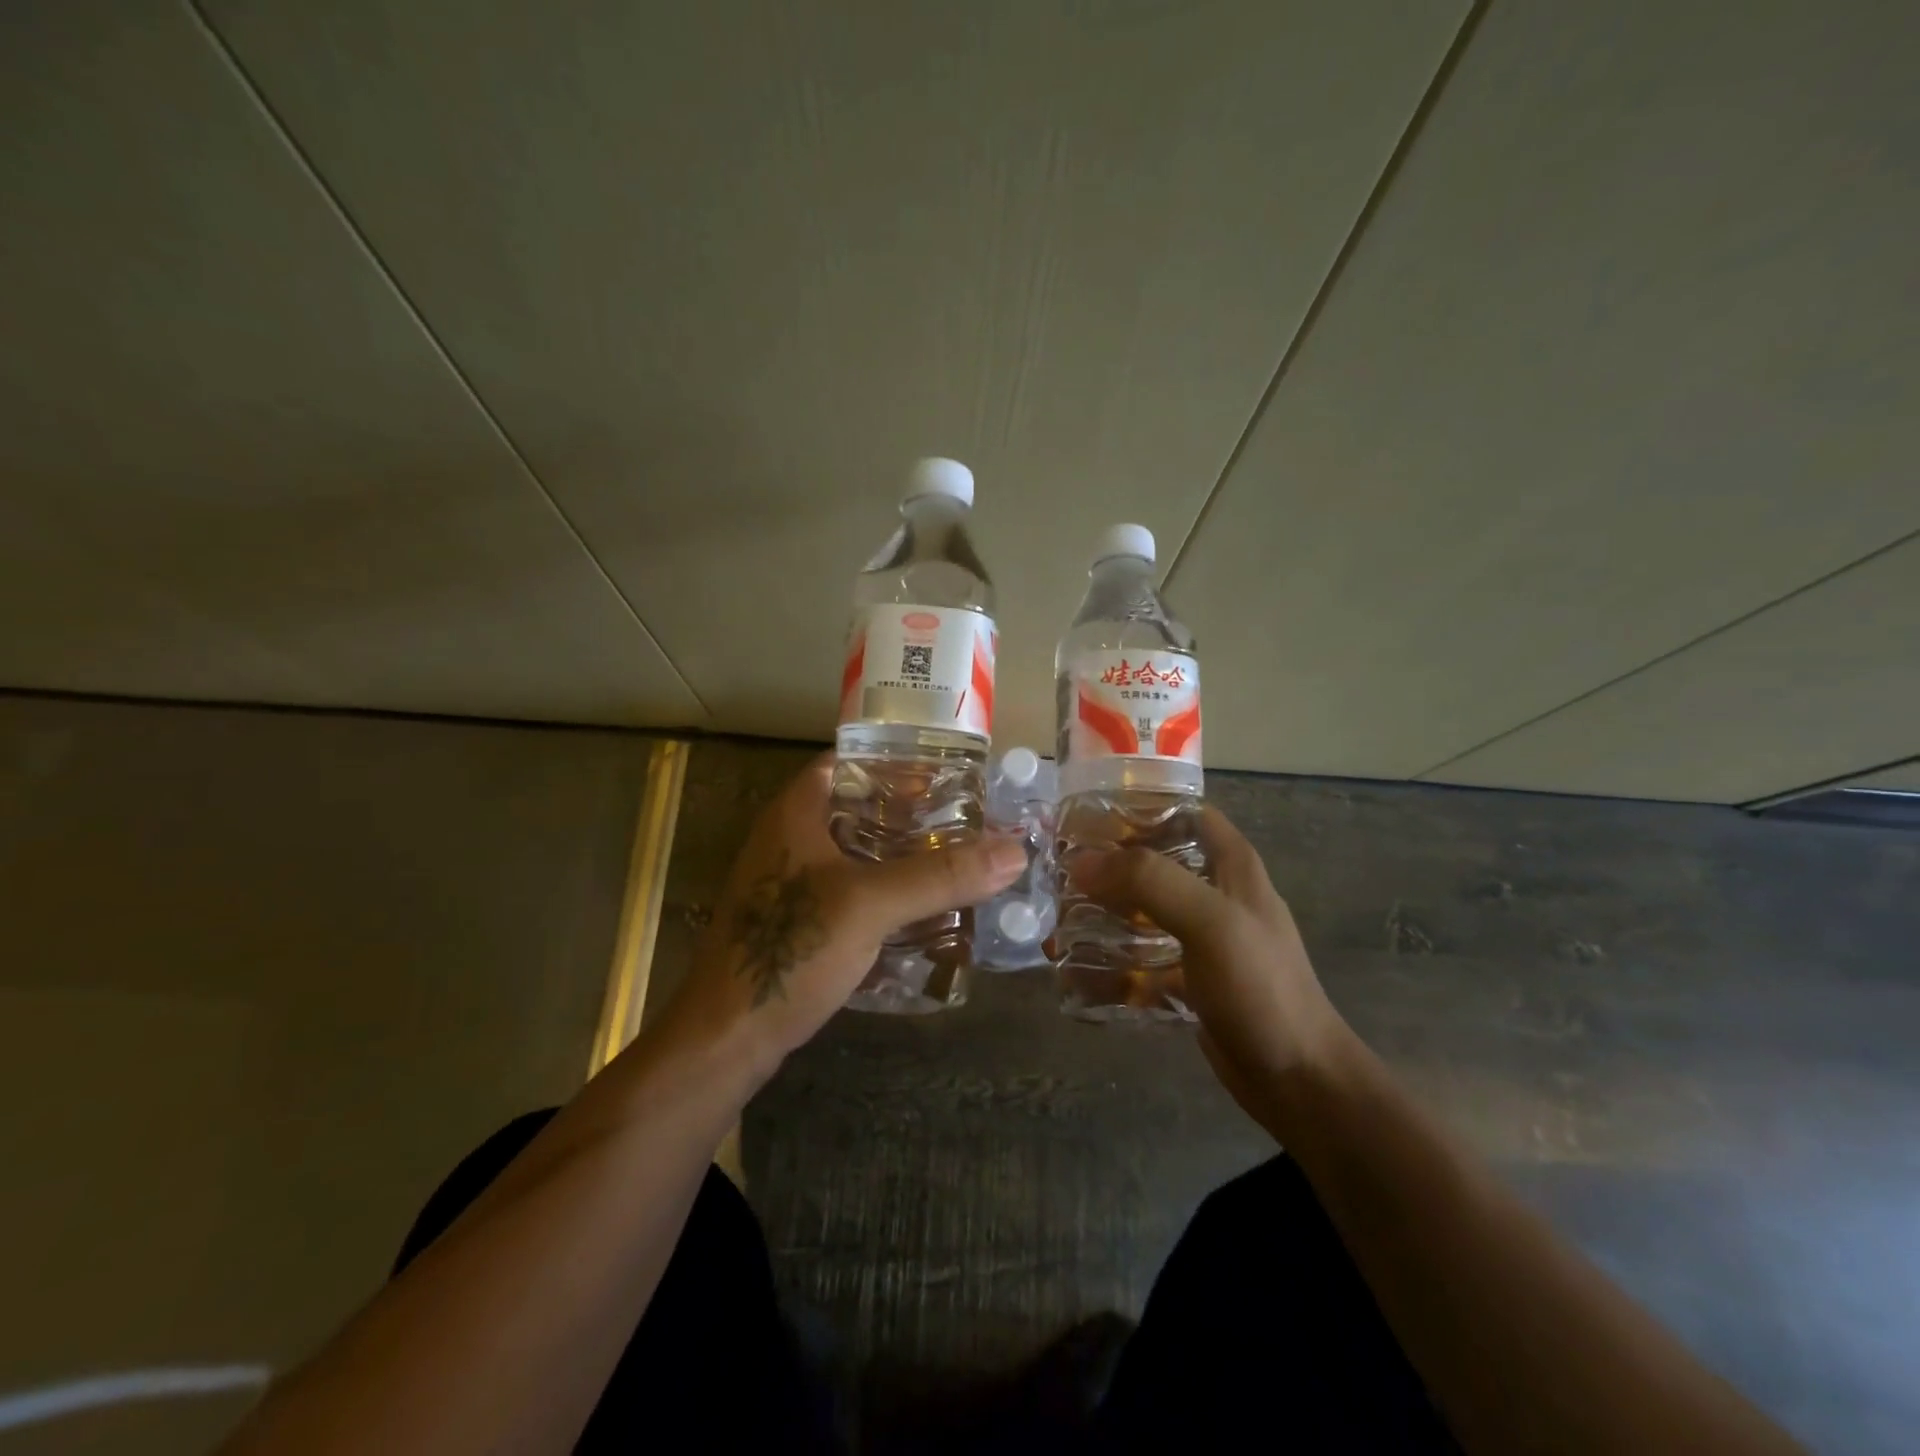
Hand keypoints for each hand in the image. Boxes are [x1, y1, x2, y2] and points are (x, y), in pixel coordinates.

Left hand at [665, 754, 1026, 1072]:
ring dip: (902, 857)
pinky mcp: (798, 925)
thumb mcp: (870, 904)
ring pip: (858, 855)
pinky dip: (887, 894)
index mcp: (797, 813)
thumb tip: (1014, 851)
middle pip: (859, 809)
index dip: (897, 760)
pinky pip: (852, 894)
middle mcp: (790, 839)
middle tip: (966, 820)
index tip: (948, 772)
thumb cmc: (789, 950)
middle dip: (911, 814)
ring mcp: (791, 884)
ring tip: (956, 861)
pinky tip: (924, 911)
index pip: (849, 761)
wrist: (727, 1038)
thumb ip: (941, 877)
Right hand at [1071, 806, 1352, 1131]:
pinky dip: (1109, 964)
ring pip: (1141, 912)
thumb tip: (1083, 862)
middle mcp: (1214, 893)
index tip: (1087, 818)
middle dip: (1106, 867)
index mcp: (1231, 865)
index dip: (1138, 808)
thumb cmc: (1261, 987)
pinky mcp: (1187, 977)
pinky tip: (1073, 973)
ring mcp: (1200, 938)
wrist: (1296, 1080)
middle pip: (1152, 863)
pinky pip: (1140, 960)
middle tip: (1058, 875)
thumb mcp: (1210, 922)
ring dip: (1101, 916)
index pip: (1183, 812)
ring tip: (1056, 925)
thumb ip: (1150, 881)